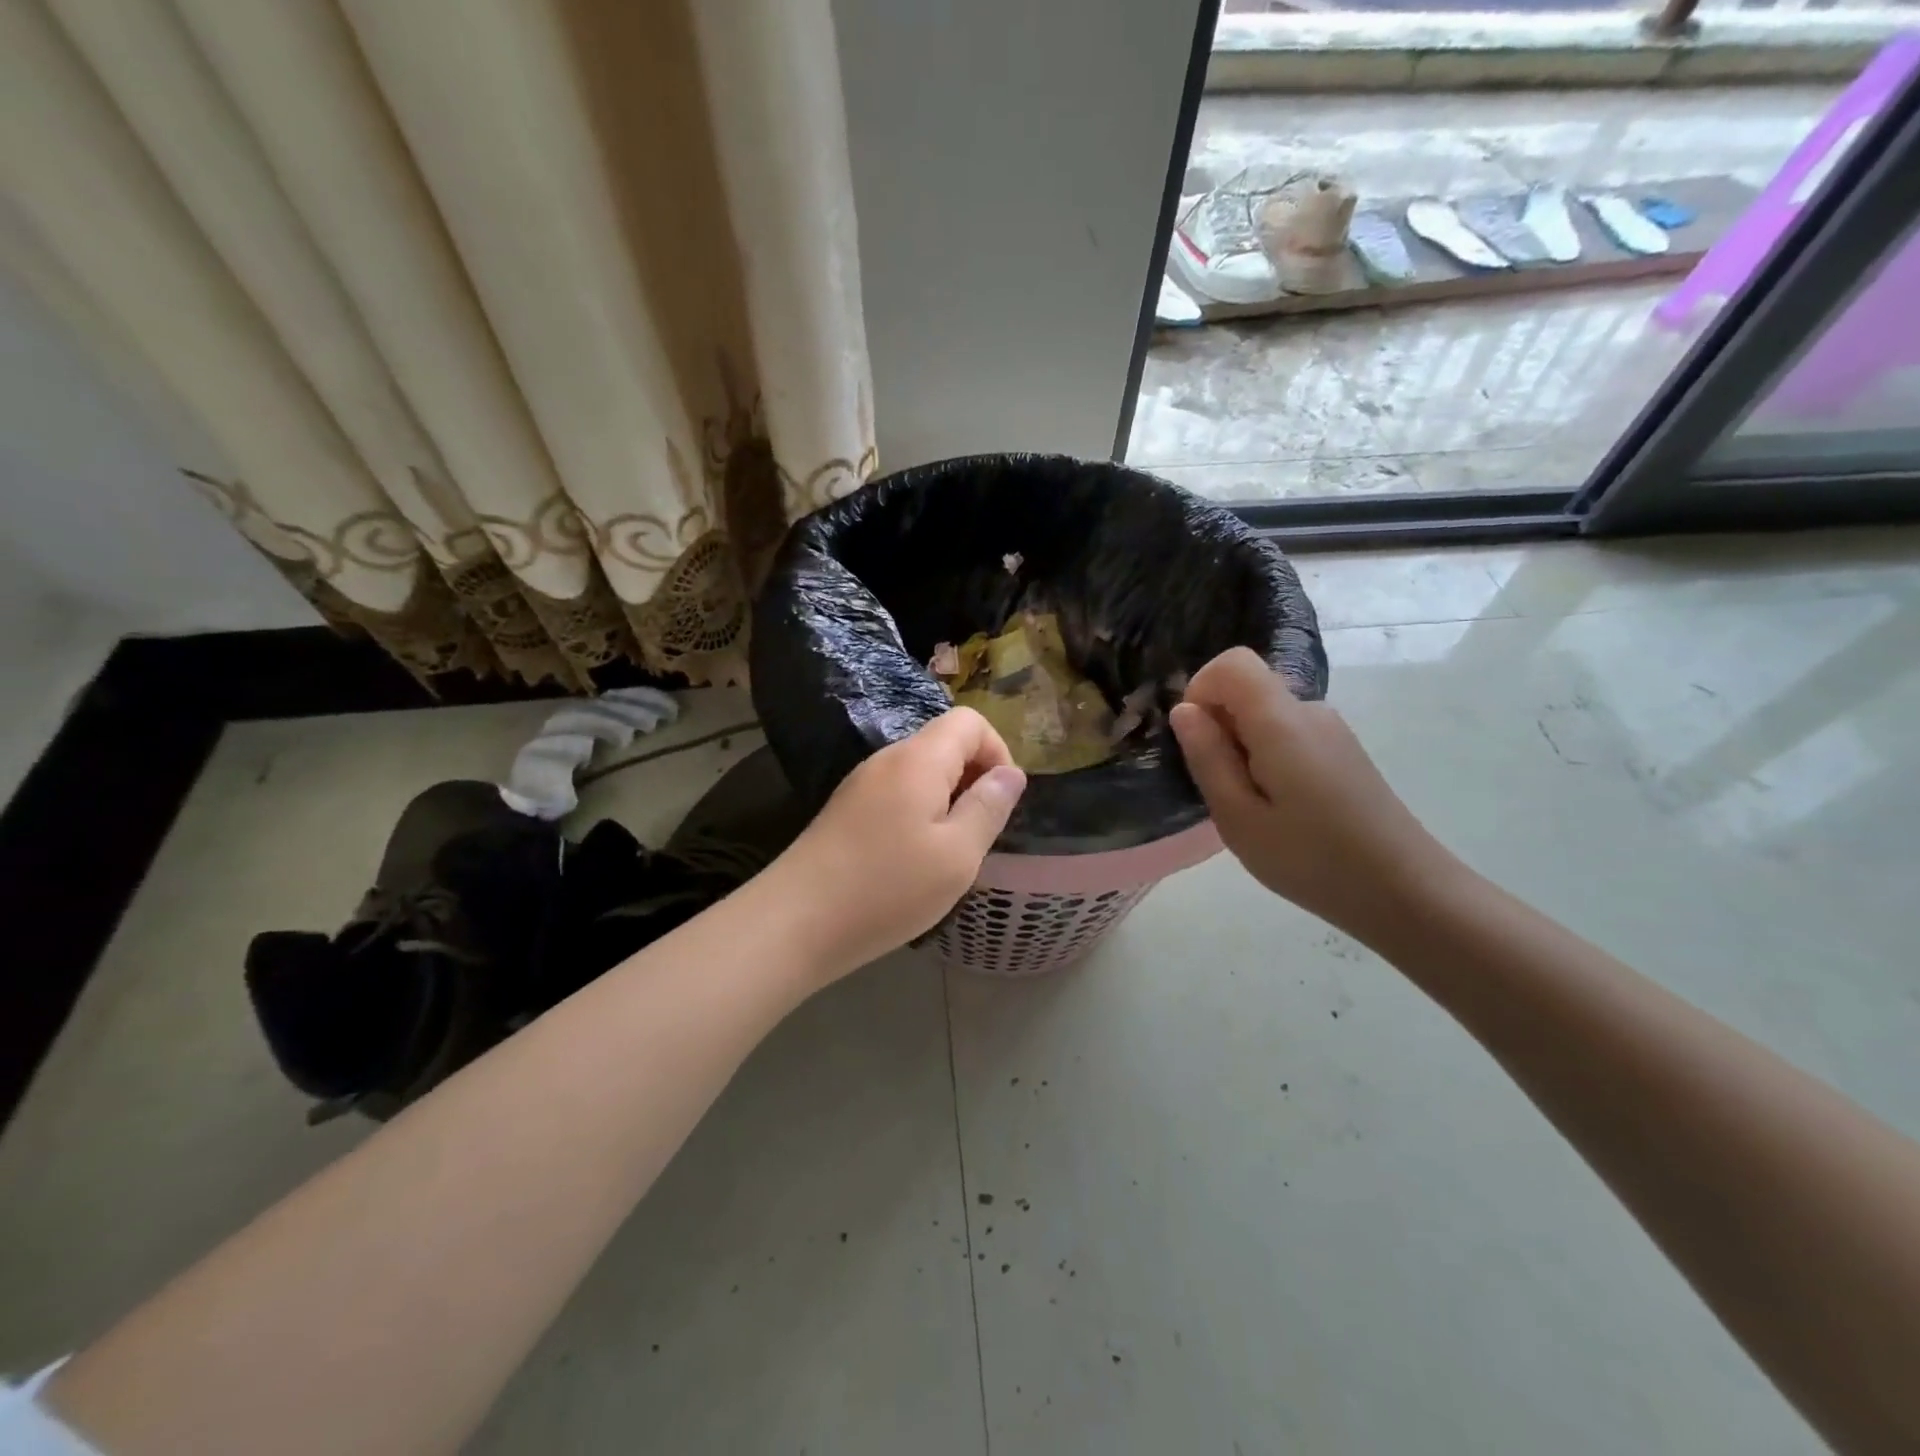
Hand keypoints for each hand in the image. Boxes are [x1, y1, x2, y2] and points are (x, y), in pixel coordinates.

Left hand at [770, 708, 1026, 977]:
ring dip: (946, 801)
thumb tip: (1011, 773)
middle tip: (977, 834)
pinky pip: (896, 794)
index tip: (1001, 802)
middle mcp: (887, 759)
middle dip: (973, 779)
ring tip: (947, 853)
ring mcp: (861, 784)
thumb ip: (988, 807)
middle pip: (944, 744)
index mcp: (918, 760)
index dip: (998, 752)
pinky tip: (912, 860)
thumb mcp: (957, 855)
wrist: (795, 922)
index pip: (970, 721)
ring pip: (920, 773)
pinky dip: (918, 814)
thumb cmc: (887, 889)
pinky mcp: (845, 810)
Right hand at [1169, 646, 1454, 934]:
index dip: (1200, 690)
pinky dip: (1267, 760)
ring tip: (1252, 810)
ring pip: (1266, 716)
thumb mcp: (1239, 818)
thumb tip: (1184, 710)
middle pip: (1248, 689)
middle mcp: (1310, 712)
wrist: (1406, 893)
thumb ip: (1208, 757)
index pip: (1232, 663)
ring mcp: (1331, 731)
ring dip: (1242, 749)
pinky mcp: (1342, 752)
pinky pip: (1288, 736)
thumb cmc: (1311, 860)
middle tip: (1222, 791)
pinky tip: (1280, 811)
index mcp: (1282, 721)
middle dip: (1219, 728)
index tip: (1195, 741)